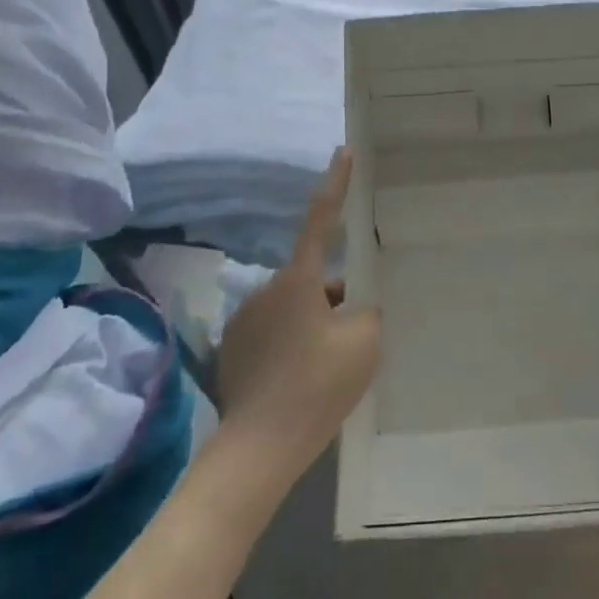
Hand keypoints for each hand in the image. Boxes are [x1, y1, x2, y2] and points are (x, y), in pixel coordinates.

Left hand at [216, 149, 380, 479]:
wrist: (259, 446)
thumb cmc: (318, 386)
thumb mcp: (363, 343)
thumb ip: (367, 312)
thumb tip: (353, 305)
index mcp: (300, 279)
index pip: (321, 219)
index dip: (336, 184)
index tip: (343, 152)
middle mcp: (266, 289)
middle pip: (312, 278)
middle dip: (334, 295)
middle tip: (354, 333)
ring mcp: (245, 319)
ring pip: (293, 306)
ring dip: (312, 321)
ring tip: (328, 366)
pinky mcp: (231, 348)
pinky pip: (272, 330)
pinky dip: (291, 342)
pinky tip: (300, 379)